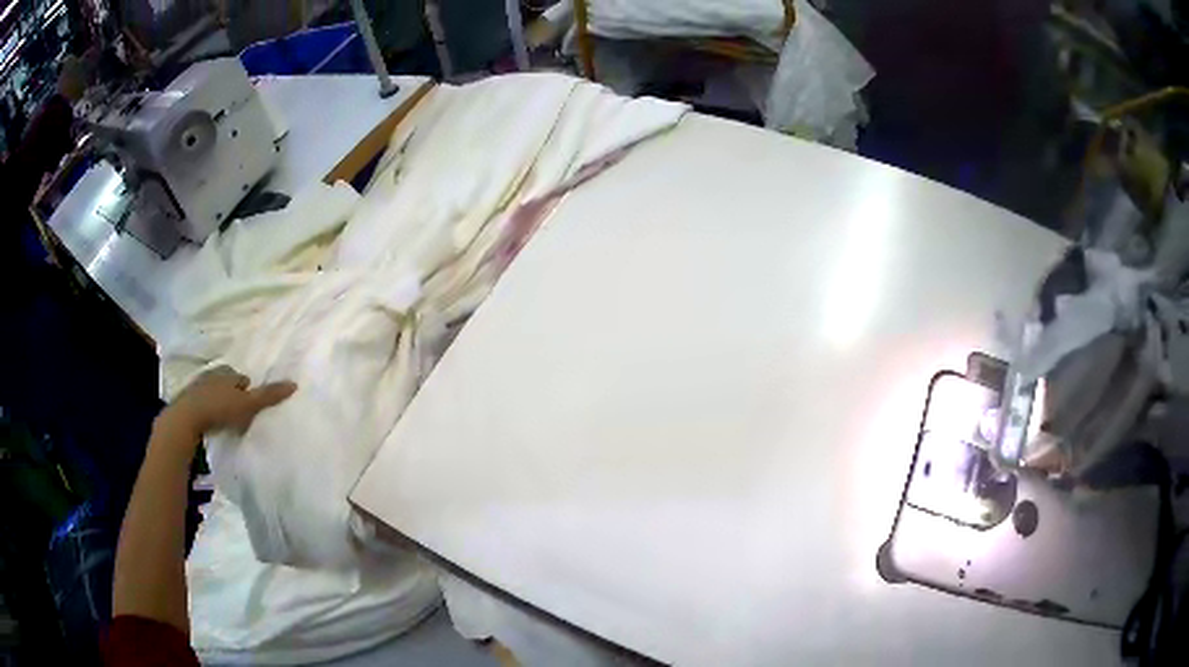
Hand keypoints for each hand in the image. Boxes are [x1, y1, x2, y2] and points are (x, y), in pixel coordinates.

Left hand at [161, 366, 296, 438]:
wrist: (186, 418)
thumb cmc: (219, 409)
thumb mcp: (247, 404)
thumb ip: (268, 396)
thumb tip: (294, 384)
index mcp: (227, 373)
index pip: (241, 378)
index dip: (247, 389)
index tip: (249, 403)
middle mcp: (212, 374)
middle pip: (226, 383)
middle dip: (231, 393)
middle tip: (238, 410)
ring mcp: (197, 386)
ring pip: (213, 391)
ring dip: (218, 401)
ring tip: (224, 418)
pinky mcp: (187, 400)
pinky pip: (201, 402)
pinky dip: (206, 409)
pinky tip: (209, 421)